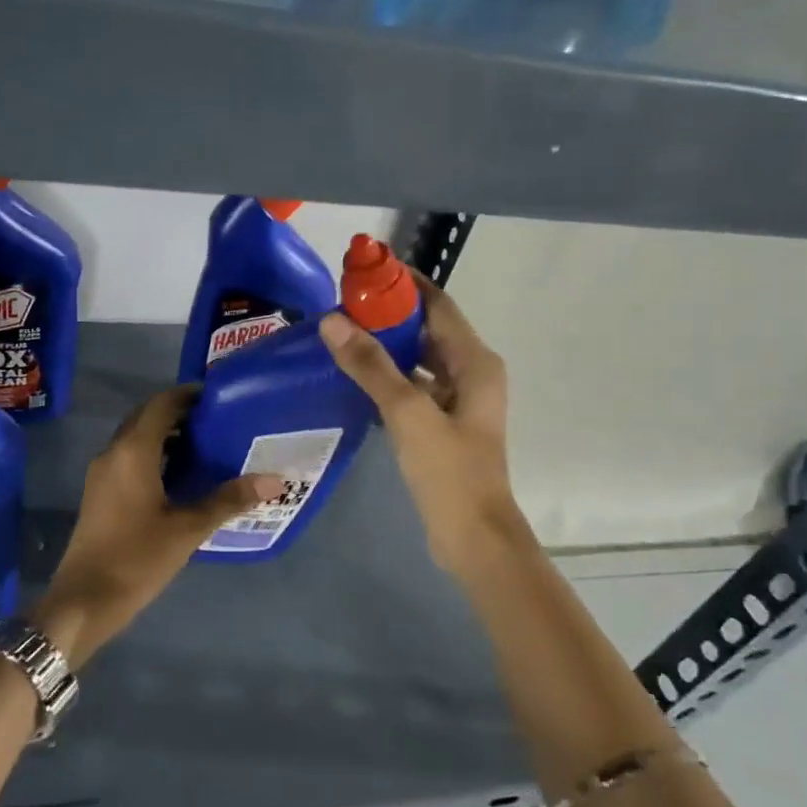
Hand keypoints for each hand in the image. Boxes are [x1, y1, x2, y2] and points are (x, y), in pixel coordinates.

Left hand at [33, 387, 283, 668]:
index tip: (219, 396)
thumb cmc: (137, 558)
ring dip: (165, 434)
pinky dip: (154, 453)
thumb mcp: (188, 529)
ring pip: (136, 438)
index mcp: (133, 451)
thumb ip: (229, 500)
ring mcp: (102, 473)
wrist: (84, 601)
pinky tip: (179, 475)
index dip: (188, 395)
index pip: (161, 404)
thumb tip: (274, 481)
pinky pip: (129, 457)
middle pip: (146, 416)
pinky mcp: (100, 492)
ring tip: (205, 444)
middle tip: (217, 420)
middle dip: (179, 413)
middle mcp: (113, 452)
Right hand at [319, 275, 530, 575]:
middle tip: (343, 302)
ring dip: (387, 345)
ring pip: (419, 359)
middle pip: (428, 328)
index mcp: (474, 361)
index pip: (438, 304)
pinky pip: (414, 386)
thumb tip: (332, 320)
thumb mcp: (407, 412)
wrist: (473, 537)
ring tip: (343, 333)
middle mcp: (471, 373)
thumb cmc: (449, 470)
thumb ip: (370, 365)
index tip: (365, 270)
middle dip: (390, 312)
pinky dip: (389, 376)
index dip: (405, 283)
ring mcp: (458, 401)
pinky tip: (355, 377)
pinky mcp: (443, 424)